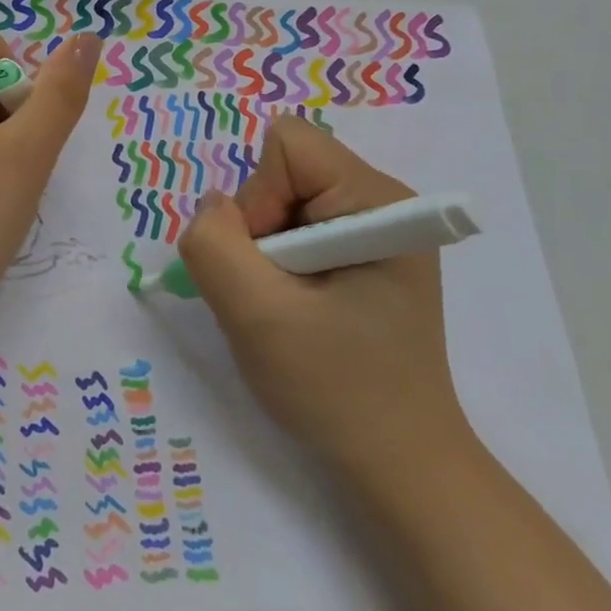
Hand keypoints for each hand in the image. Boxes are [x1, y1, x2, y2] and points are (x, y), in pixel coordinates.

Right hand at [177, 115, 469, 487]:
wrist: (398, 464)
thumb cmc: (337, 388)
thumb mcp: (258, 316)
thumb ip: (214, 245)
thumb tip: (212, 207)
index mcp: (376, 201)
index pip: (287, 146)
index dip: (256, 198)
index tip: (265, 265)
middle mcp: (381, 202)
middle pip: (282, 173)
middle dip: (257, 230)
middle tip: (272, 296)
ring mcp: (373, 230)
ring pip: (280, 203)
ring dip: (262, 254)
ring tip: (284, 310)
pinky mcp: (361, 256)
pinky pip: (293, 231)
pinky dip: (274, 267)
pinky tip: (293, 311)